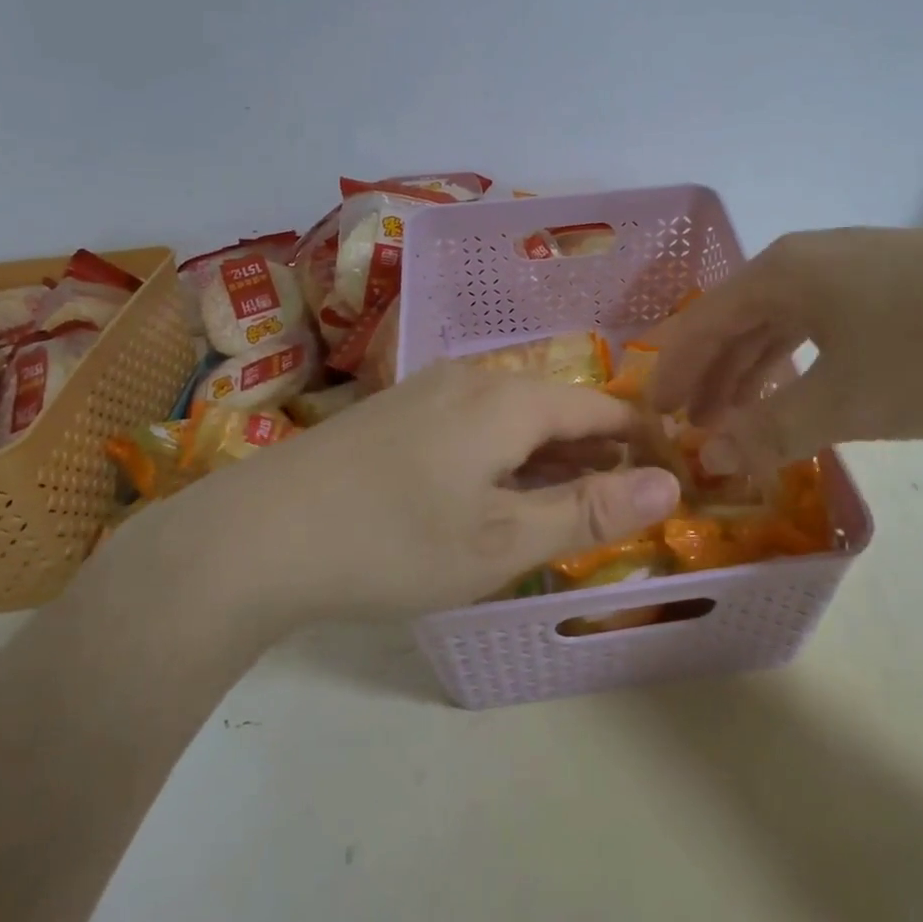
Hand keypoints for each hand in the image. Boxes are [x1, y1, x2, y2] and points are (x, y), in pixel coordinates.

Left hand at [133, 362, 681, 637]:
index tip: (670, 470)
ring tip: (570, 499)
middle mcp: (471, 379)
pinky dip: (505, 456)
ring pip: (512, 416)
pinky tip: (496, 492)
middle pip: (556, 406)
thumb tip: (670, 485)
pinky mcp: (393, 415)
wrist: (252, 538)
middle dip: (596, 449)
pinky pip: (473, 425)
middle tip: (625, 496)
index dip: (640, 437)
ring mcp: (425, 392)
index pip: (600, 405)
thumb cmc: (393, 542)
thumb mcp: (502, 540)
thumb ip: (588, 511)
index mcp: (508, 399)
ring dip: (549, 455)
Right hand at [646, 227, 922, 472]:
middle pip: (739, 319)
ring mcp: (860, 264)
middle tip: (695, 427)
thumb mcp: (844, 402)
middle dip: (713, 376)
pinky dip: (802, 359)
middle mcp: (812, 258)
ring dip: (755, 370)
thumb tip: (708, 458)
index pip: (703, 323)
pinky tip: (808, 387)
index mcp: (783, 273)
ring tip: (741, 417)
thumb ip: (768, 431)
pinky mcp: (901, 281)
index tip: (655, 416)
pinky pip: (825, 321)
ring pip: (784, 321)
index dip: (674, 372)